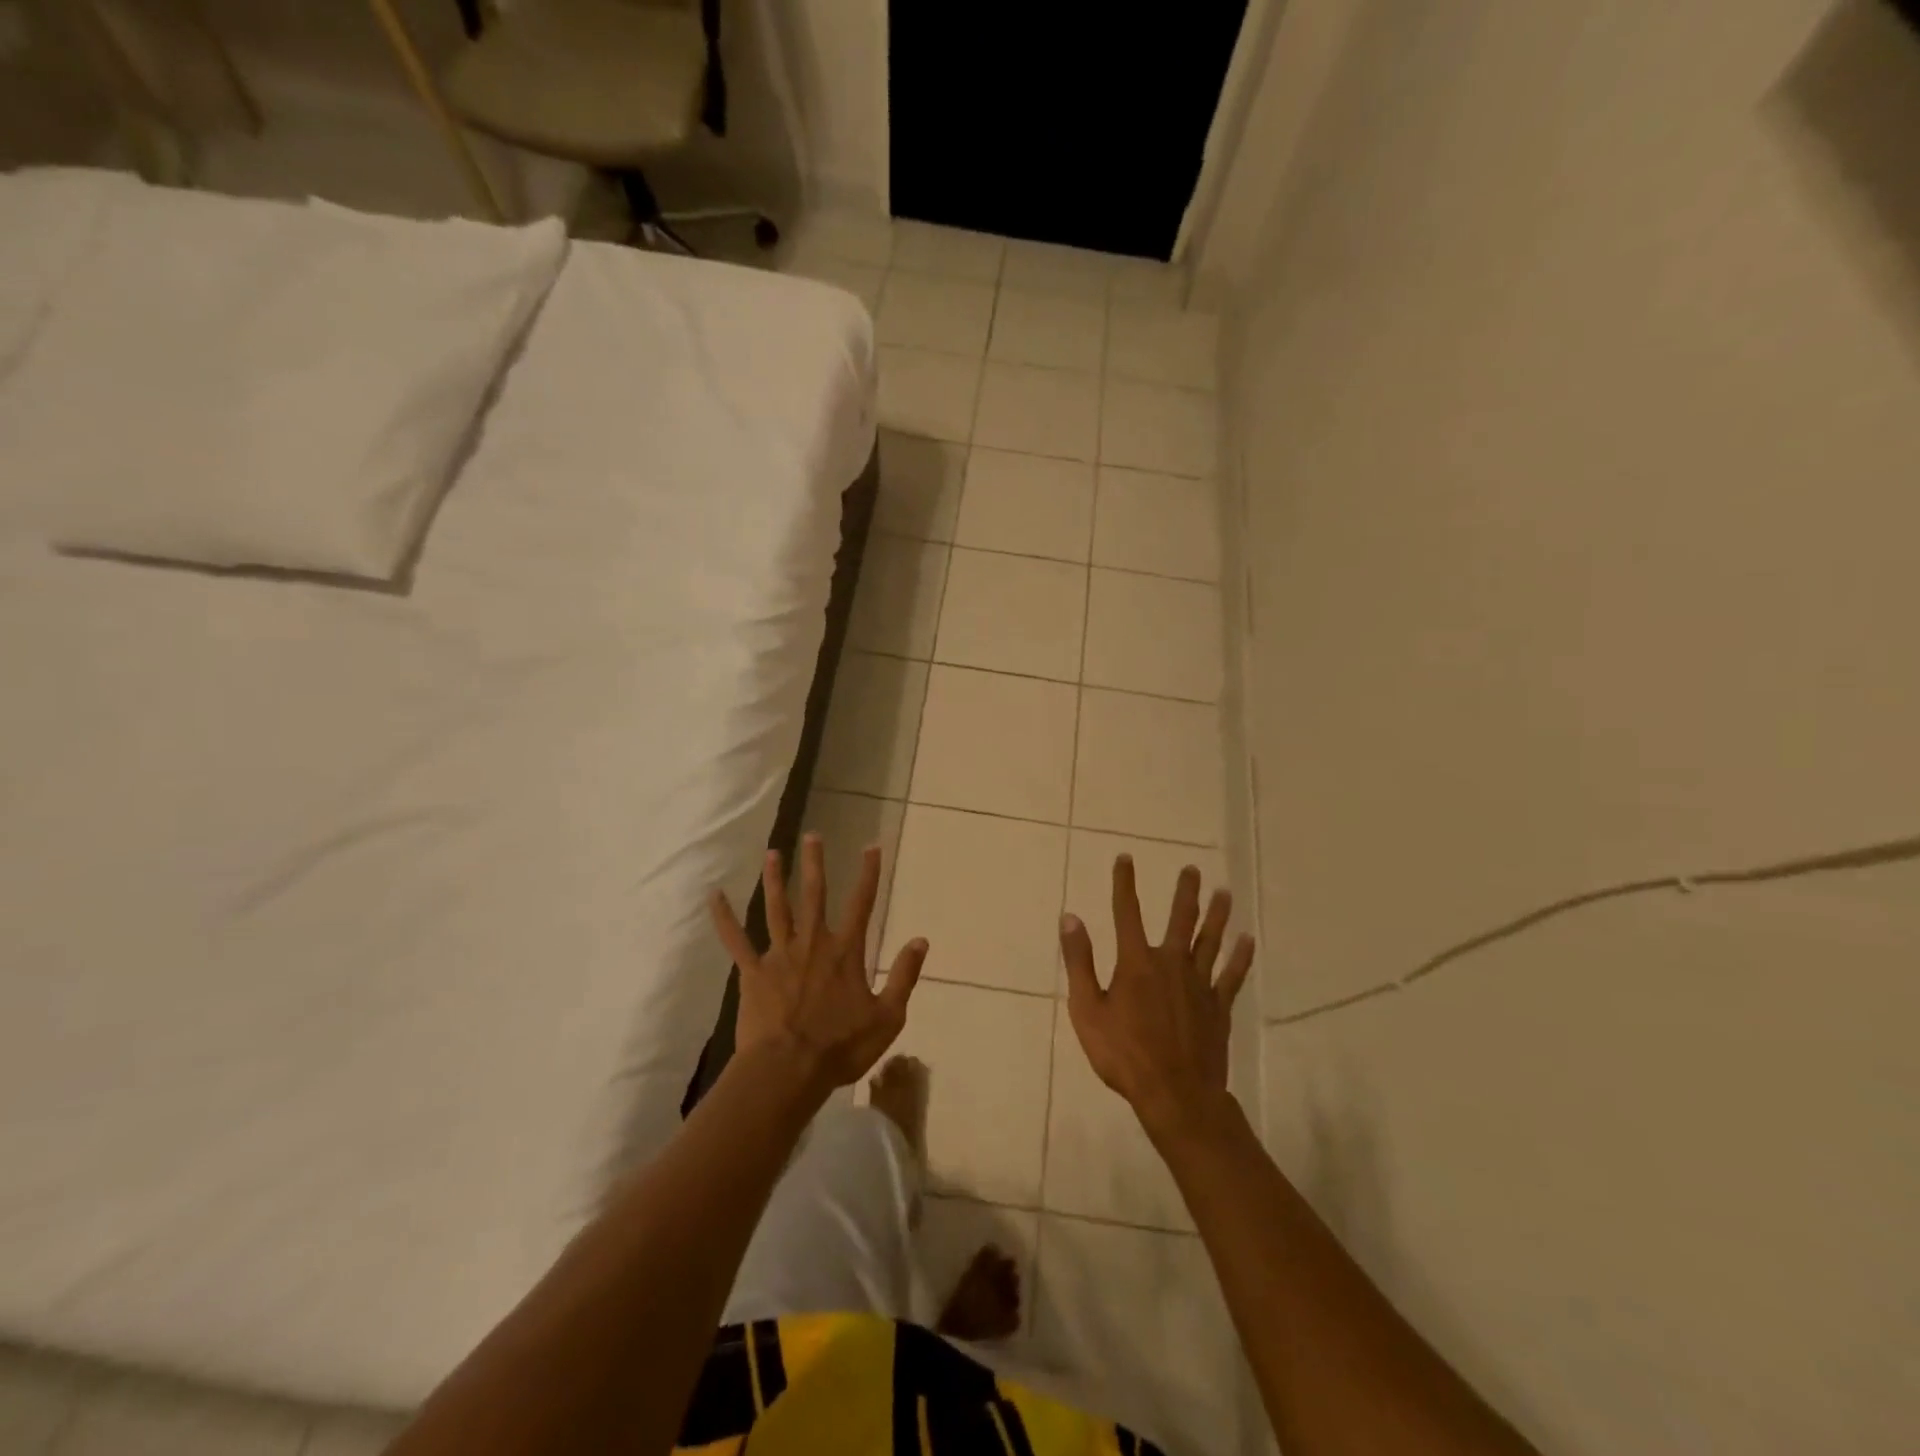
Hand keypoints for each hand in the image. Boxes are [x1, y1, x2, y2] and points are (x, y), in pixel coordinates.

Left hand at [710, 834, 927, 1098]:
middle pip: (814, 895)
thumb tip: (921, 940)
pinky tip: (714, 896)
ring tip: (772, 853)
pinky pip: (735, 940)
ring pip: (777, 908)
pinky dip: (724, 918)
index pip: (861, 904)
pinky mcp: (752, 973)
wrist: (789, 1071)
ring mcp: (779, 955)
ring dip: (774, 879)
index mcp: (846, 952)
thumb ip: (905, 976)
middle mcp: (813, 943)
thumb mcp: (888, 1017)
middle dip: (814, 863)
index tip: (871, 846)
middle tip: (813, 836)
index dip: (868, 874)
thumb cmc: (841, 1047)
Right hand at [1059, 855, 1253, 1142]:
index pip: (1127, 912)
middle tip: (1192, 869)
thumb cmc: (1123, 1054)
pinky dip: (1241, 957)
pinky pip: (1232, 976)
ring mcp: (1199, 985)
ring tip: (1225, 892)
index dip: (1124, 883)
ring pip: (1210, 941)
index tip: (1125, 858)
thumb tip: (1070, 918)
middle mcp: (1170, 963)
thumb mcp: (1088, 1009)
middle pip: (1180, 920)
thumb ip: (1080, 962)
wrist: (1175, 1095)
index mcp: (1136, 962)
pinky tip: (1248, 940)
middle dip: (1185, 893)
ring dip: (1218, 915)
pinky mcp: (1219, 1007)